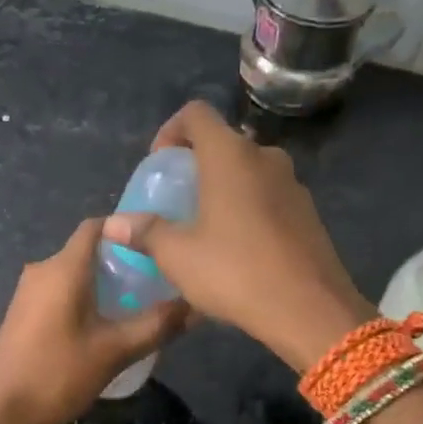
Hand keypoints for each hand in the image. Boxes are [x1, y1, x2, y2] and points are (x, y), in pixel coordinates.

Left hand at [0, 218, 187, 423]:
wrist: (0, 413)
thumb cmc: (58, 374)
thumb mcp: (115, 351)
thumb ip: (157, 325)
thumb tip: (196, 307)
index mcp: (63, 268)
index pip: (96, 226)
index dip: (127, 228)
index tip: (157, 244)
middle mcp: (41, 270)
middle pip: (87, 251)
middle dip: (121, 261)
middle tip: (157, 280)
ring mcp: (27, 293)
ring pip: (73, 274)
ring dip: (103, 283)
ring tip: (138, 304)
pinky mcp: (22, 314)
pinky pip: (59, 293)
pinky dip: (84, 299)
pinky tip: (105, 325)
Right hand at [103, 101, 374, 372]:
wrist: (309, 310)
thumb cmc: (235, 272)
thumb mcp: (178, 256)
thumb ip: (145, 232)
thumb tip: (113, 224)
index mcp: (230, 155)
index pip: (196, 114)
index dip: (170, 130)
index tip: (159, 164)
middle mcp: (265, 158)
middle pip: (224, 144)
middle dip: (197, 165)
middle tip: (178, 201)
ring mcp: (293, 184)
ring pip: (249, 172)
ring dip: (225, 188)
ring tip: (206, 228)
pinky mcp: (309, 213)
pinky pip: (270, 197)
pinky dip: (249, 209)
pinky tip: (239, 249)